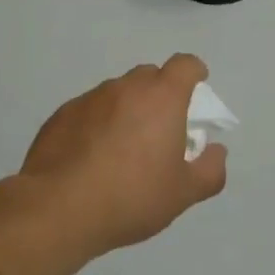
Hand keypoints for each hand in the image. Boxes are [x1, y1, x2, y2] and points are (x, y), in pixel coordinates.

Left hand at [18, 54, 227, 255]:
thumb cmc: (131, 196)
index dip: (194, 73)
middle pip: (150, 76)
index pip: (185, 65)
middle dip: (160, 94)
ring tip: (122, 148)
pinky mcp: (61, 115)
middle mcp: (127, 87)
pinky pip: (89, 110)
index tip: (197, 88)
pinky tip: (90, 158)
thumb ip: (210, 170)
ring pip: (117, 93)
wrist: (57, 209)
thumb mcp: (184, 193)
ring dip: (126, 110)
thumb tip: (217, 151)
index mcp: (163, 97)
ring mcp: (91, 98)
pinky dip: (96, 124)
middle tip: (161, 127)